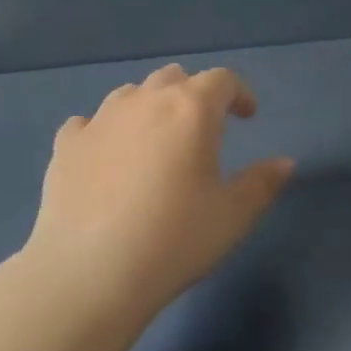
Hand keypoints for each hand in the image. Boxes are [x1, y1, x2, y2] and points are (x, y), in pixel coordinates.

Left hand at [25, 64, 294, 321]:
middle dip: (193, 95)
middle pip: (173, 78)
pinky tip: (106, 159)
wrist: (89, 272)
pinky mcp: (66, 145)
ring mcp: (99, 120)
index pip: (221, 80)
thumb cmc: (174, 240)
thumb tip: (284, 163)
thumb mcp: (232, 216)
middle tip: (203, 128)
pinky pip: (89, 124)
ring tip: (155, 142)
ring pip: (130, 95)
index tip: (247, 116)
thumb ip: (262, 183)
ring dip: (149, 108)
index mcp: (191, 109)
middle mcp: (144, 101)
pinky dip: (104, 133)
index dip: (239, 93)